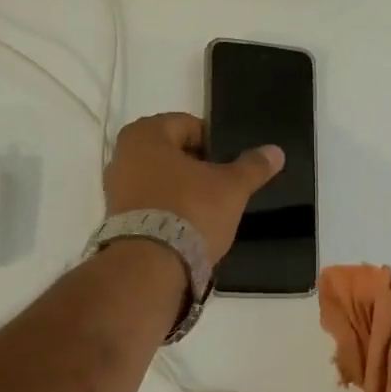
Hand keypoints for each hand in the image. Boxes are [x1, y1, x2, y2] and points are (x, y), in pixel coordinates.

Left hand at [103, 113, 283, 263]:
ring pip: (159, 178)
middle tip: (220, 187)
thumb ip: (253, 166)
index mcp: (146, 133)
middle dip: (196, 167)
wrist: (150, 266)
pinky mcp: (114, 217)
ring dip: (180, 189)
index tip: (229, 166)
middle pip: (172, 152)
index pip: (189, 125)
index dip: (214, 144)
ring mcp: (114, 187)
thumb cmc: (190, 211)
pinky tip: (185, 226)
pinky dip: (166, 209)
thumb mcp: (231, 188)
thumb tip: (276, 151)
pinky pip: (148, 203)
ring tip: (205, 210)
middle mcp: (122, 153)